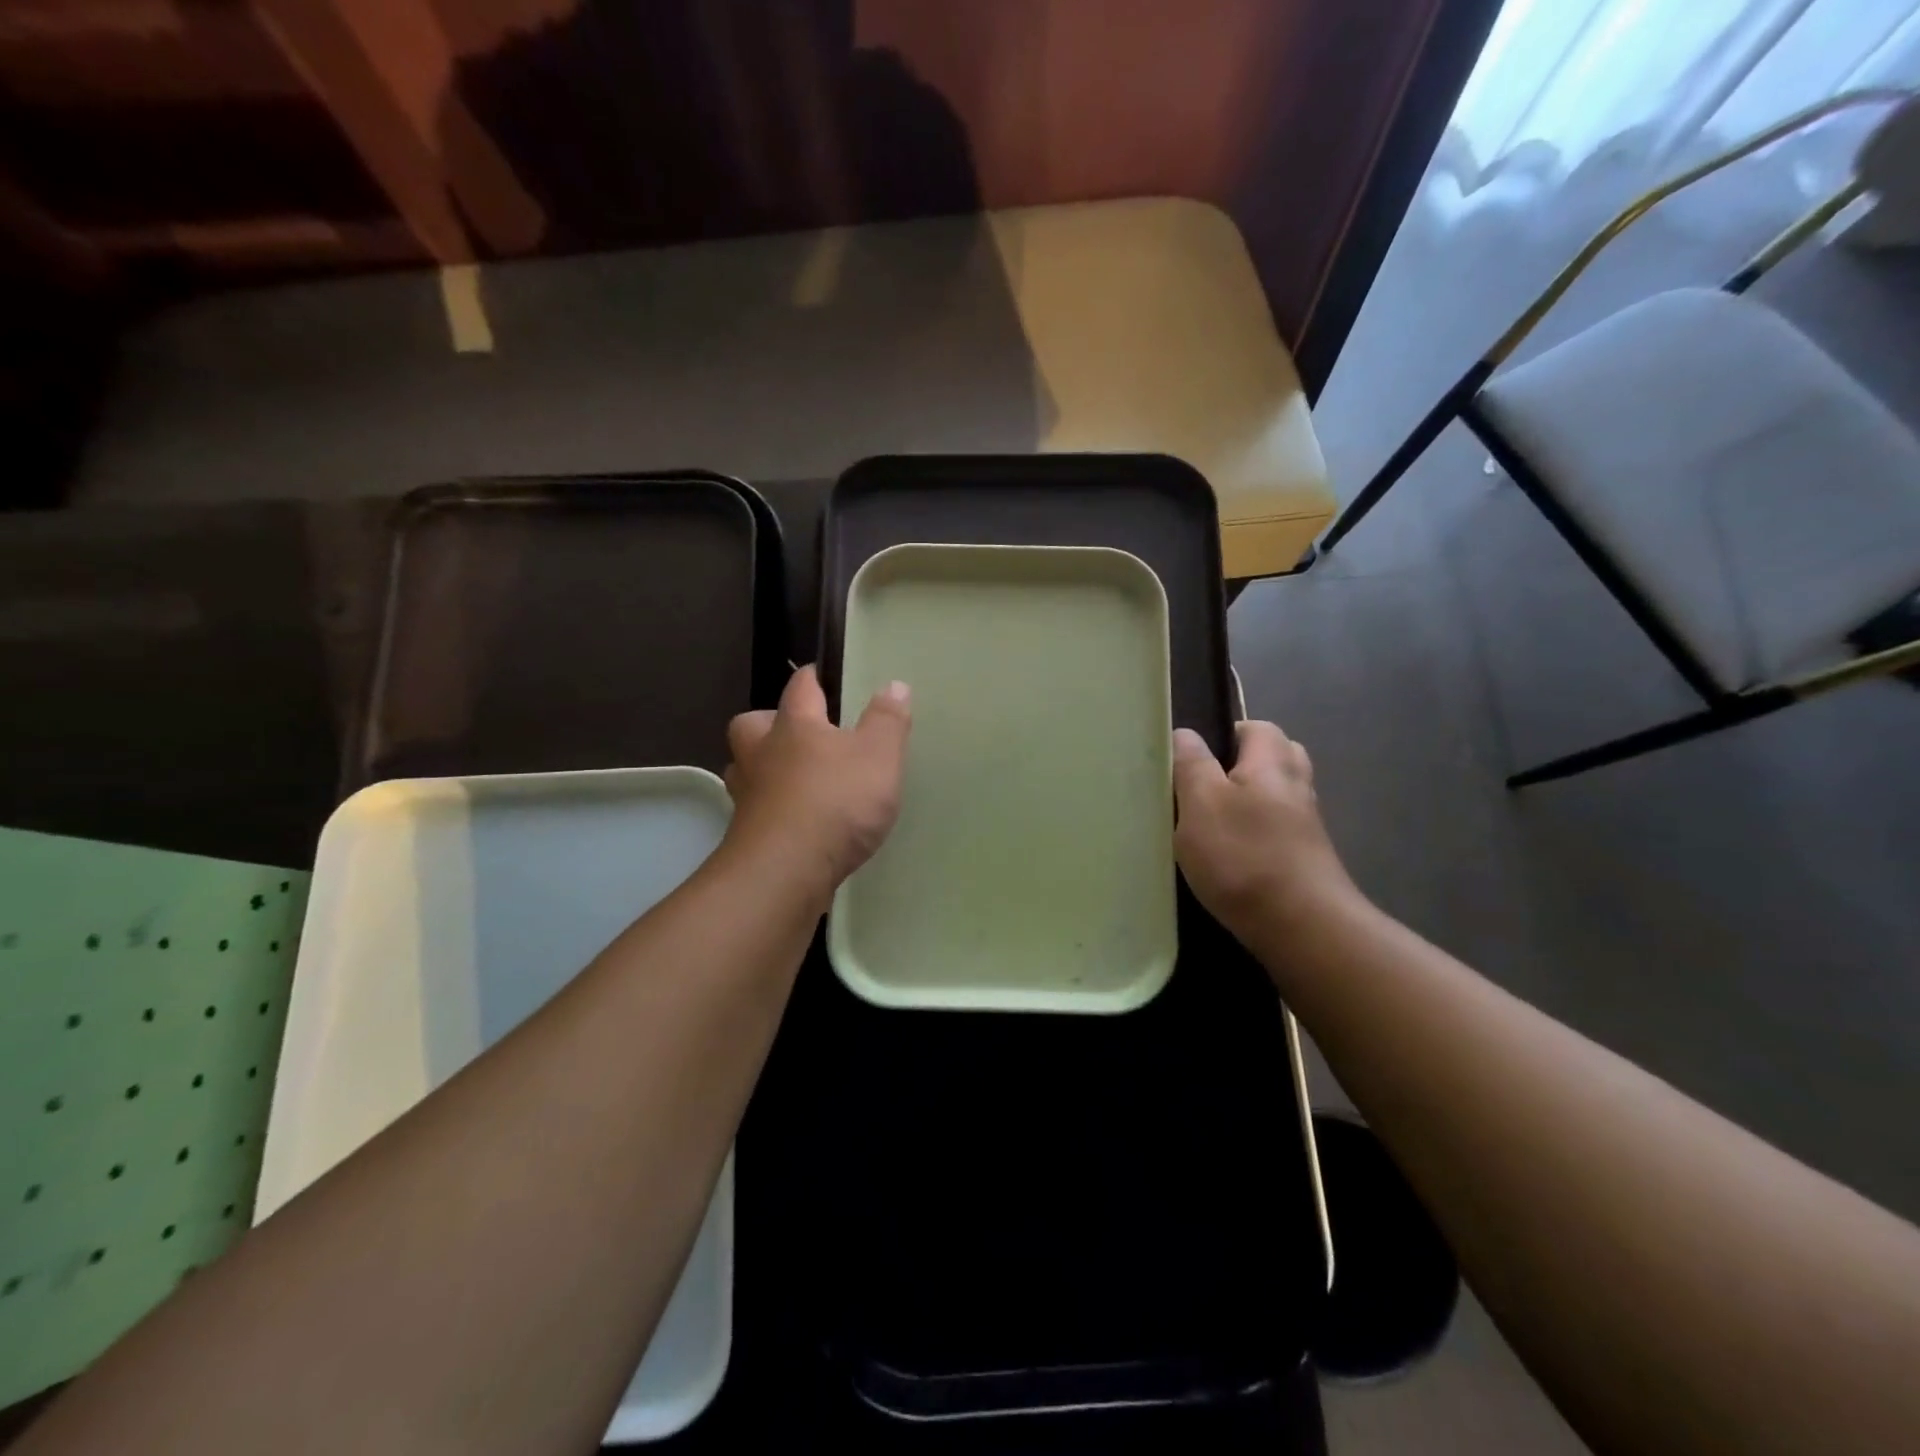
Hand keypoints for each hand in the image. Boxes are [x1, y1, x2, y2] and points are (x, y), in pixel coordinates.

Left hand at [721, 665, 911, 910]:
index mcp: (794, 725)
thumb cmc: (835, 802)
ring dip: (765, 769)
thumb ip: (887, 721)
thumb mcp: (879, 757)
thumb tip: (893, 685)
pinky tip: (797, 822)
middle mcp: (762, 754)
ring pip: (746, 770)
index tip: (821, 674)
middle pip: (751, 726)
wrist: (785, 872)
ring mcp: (748, 796)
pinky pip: (757, 810)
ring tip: (796, 779)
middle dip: (769, 724)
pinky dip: (773, 810)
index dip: (812, 677)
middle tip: (797, 734)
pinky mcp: (746, 835)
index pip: (800, 687)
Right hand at [1172, 721, 1361, 944]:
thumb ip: (1192, 764)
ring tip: (1216, 820)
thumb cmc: (1244, 856)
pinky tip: (1235, 855)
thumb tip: (1185, 733)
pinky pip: (1282, 830)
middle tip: (1207, 784)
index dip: (1227, 733)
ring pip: (1280, 796)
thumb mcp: (1202, 803)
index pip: (1257, 727)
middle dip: (1245, 763)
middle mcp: (1296, 787)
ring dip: (1253, 800)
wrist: (1302, 927)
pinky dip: (1260, 833)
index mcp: (1271, 763)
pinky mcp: (1307, 860)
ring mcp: (1307, 826)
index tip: (1195, 756)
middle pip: (1277, 757)